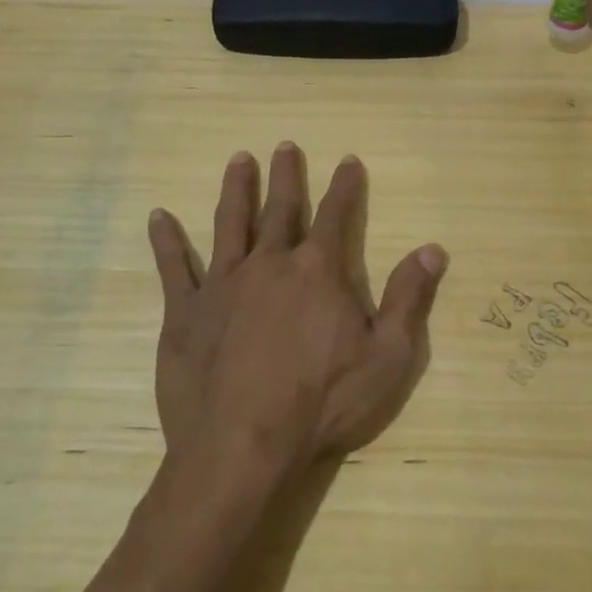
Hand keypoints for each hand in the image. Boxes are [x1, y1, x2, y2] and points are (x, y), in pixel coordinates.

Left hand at [145, 143, 447, 481]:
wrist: (242, 446)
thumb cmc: (322, 404)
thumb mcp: (386, 357)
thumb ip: (408, 298)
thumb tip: (433, 249)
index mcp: (318, 272)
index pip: (337, 215)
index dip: (346, 187)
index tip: (348, 160)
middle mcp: (269, 264)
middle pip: (281, 209)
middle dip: (286, 176)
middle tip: (285, 145)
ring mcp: (223, 284)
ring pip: (230, 224)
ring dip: (236, 190)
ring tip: (238, 160)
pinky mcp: (186, 312)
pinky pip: (174, 267)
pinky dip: (166, 240)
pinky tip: (158, 216)